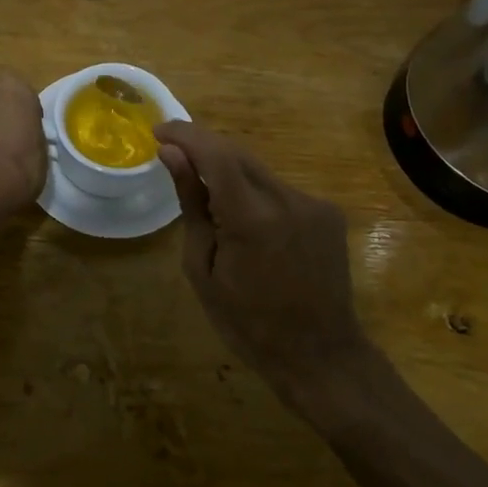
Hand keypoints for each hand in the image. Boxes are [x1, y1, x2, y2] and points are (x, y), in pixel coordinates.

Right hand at [156, 121, 366, 401]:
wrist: (320, 356)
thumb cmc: (247, 322)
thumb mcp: (202, 268)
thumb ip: (191, 203)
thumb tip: (170, 153)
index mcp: (252, 219)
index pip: (215, 153)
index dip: (185, 135)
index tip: (158, 130)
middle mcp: (288, 200)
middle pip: (237, 153)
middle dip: (202, 147)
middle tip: (172, 153)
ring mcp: (314, 204)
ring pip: (258, 170)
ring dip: (228, 170)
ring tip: (205, 191)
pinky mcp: (328, 212)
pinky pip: (279, 188)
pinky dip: (254, 191)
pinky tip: (245, 219)